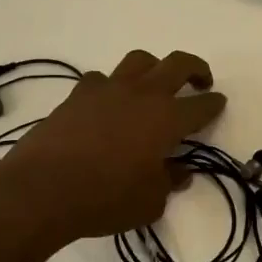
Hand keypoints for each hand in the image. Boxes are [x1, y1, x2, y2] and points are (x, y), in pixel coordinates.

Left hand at [0, 49, 225, 243]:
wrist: (43, 189)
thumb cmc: (105, 199)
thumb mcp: (150, 201)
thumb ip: (169, 181)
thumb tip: (179, 171)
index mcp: (167, 119)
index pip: (201, 105)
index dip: (214, 104)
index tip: (218, 103)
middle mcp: (142, 94)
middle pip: (177, 64)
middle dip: (196, 69)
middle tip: (200, 81)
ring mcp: (107, 89)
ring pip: (139, 60)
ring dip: (154, 68)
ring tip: (154, 85)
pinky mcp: (77, 94)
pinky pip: (102, 79)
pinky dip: (111, 86)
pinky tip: (108, 103)